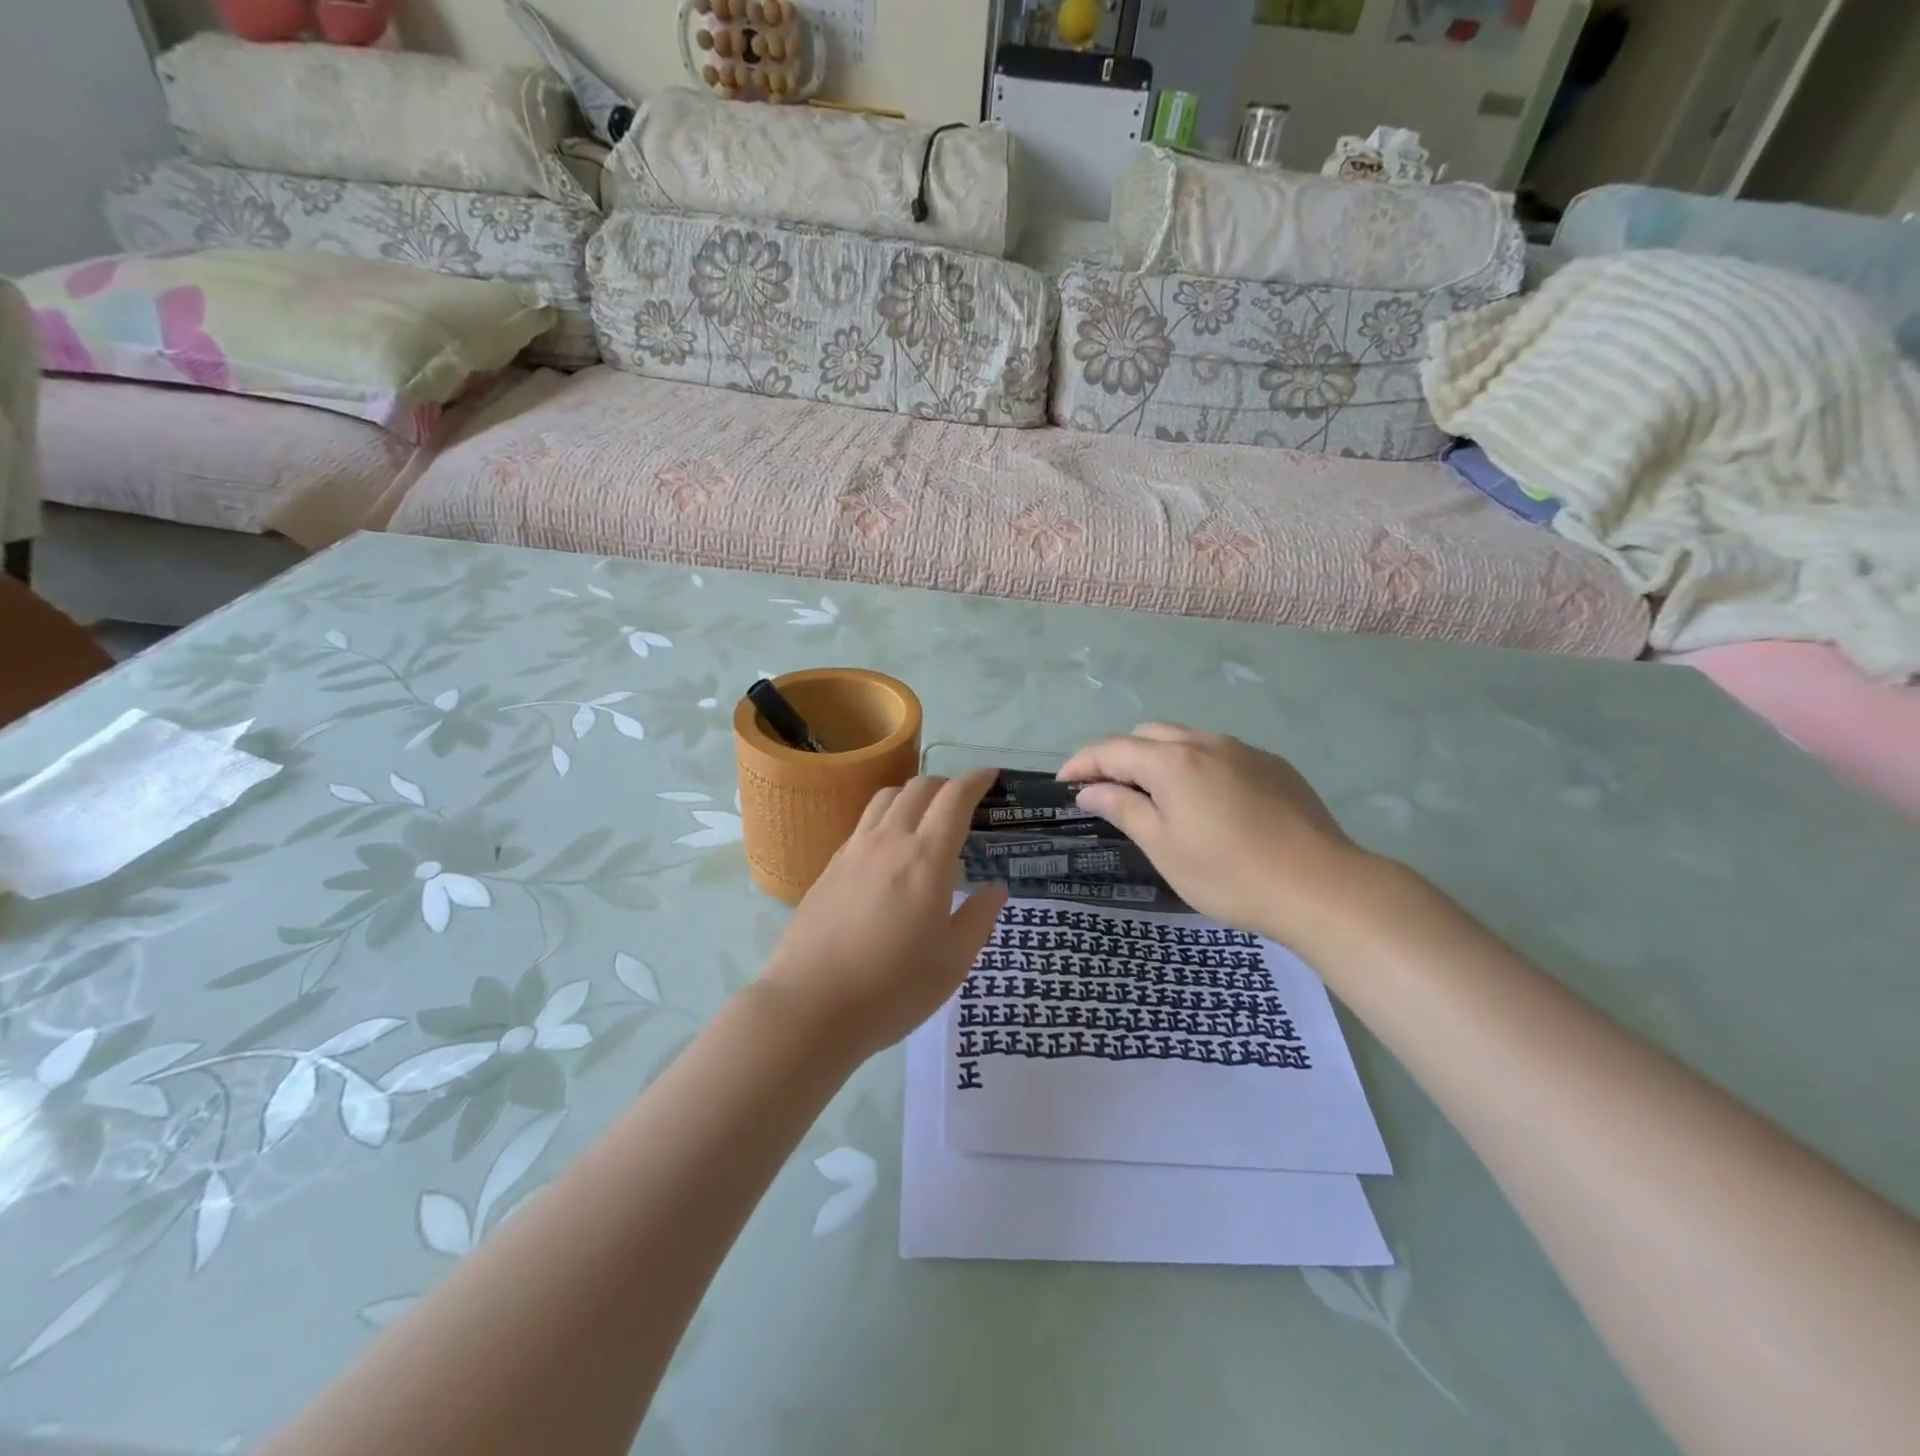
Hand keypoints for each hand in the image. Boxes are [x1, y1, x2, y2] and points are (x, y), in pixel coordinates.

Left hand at [759, 769, 1007, 1059]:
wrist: (810, 1006)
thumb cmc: (892, 989)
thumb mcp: (952, 963)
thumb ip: (978, 919)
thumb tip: (995, 889)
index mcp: (926, 859)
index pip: (954, 799)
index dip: (976, 781)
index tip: (990, 776)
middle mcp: (888, 842)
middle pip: (918, 788)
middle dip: (946, 785)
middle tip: (963, 802)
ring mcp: (853, 851)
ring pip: (885, 798)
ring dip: (912, 794)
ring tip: (925, 816)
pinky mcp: (829, 867)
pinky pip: (863, 823)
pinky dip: (885, 817)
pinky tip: (888, 849)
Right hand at [1059, 724, 1379, 951]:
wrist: (1321, 887)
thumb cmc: (1229, 874)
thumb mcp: (1163, 847)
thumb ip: (1122, 809)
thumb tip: (1090, 790)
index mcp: (1172, 761)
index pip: (1111, 748)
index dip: (1081, 763)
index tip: (1063, 785)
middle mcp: (1206, 742)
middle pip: (1147, 734)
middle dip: (1120, 757)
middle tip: (1110, 794)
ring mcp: (1244, 750)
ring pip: (1186, 740)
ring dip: (1160, 760)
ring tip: (1158, 800)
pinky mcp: (1273, 765)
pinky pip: (1220, 754)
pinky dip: (1197, 768)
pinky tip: (1209, 805)